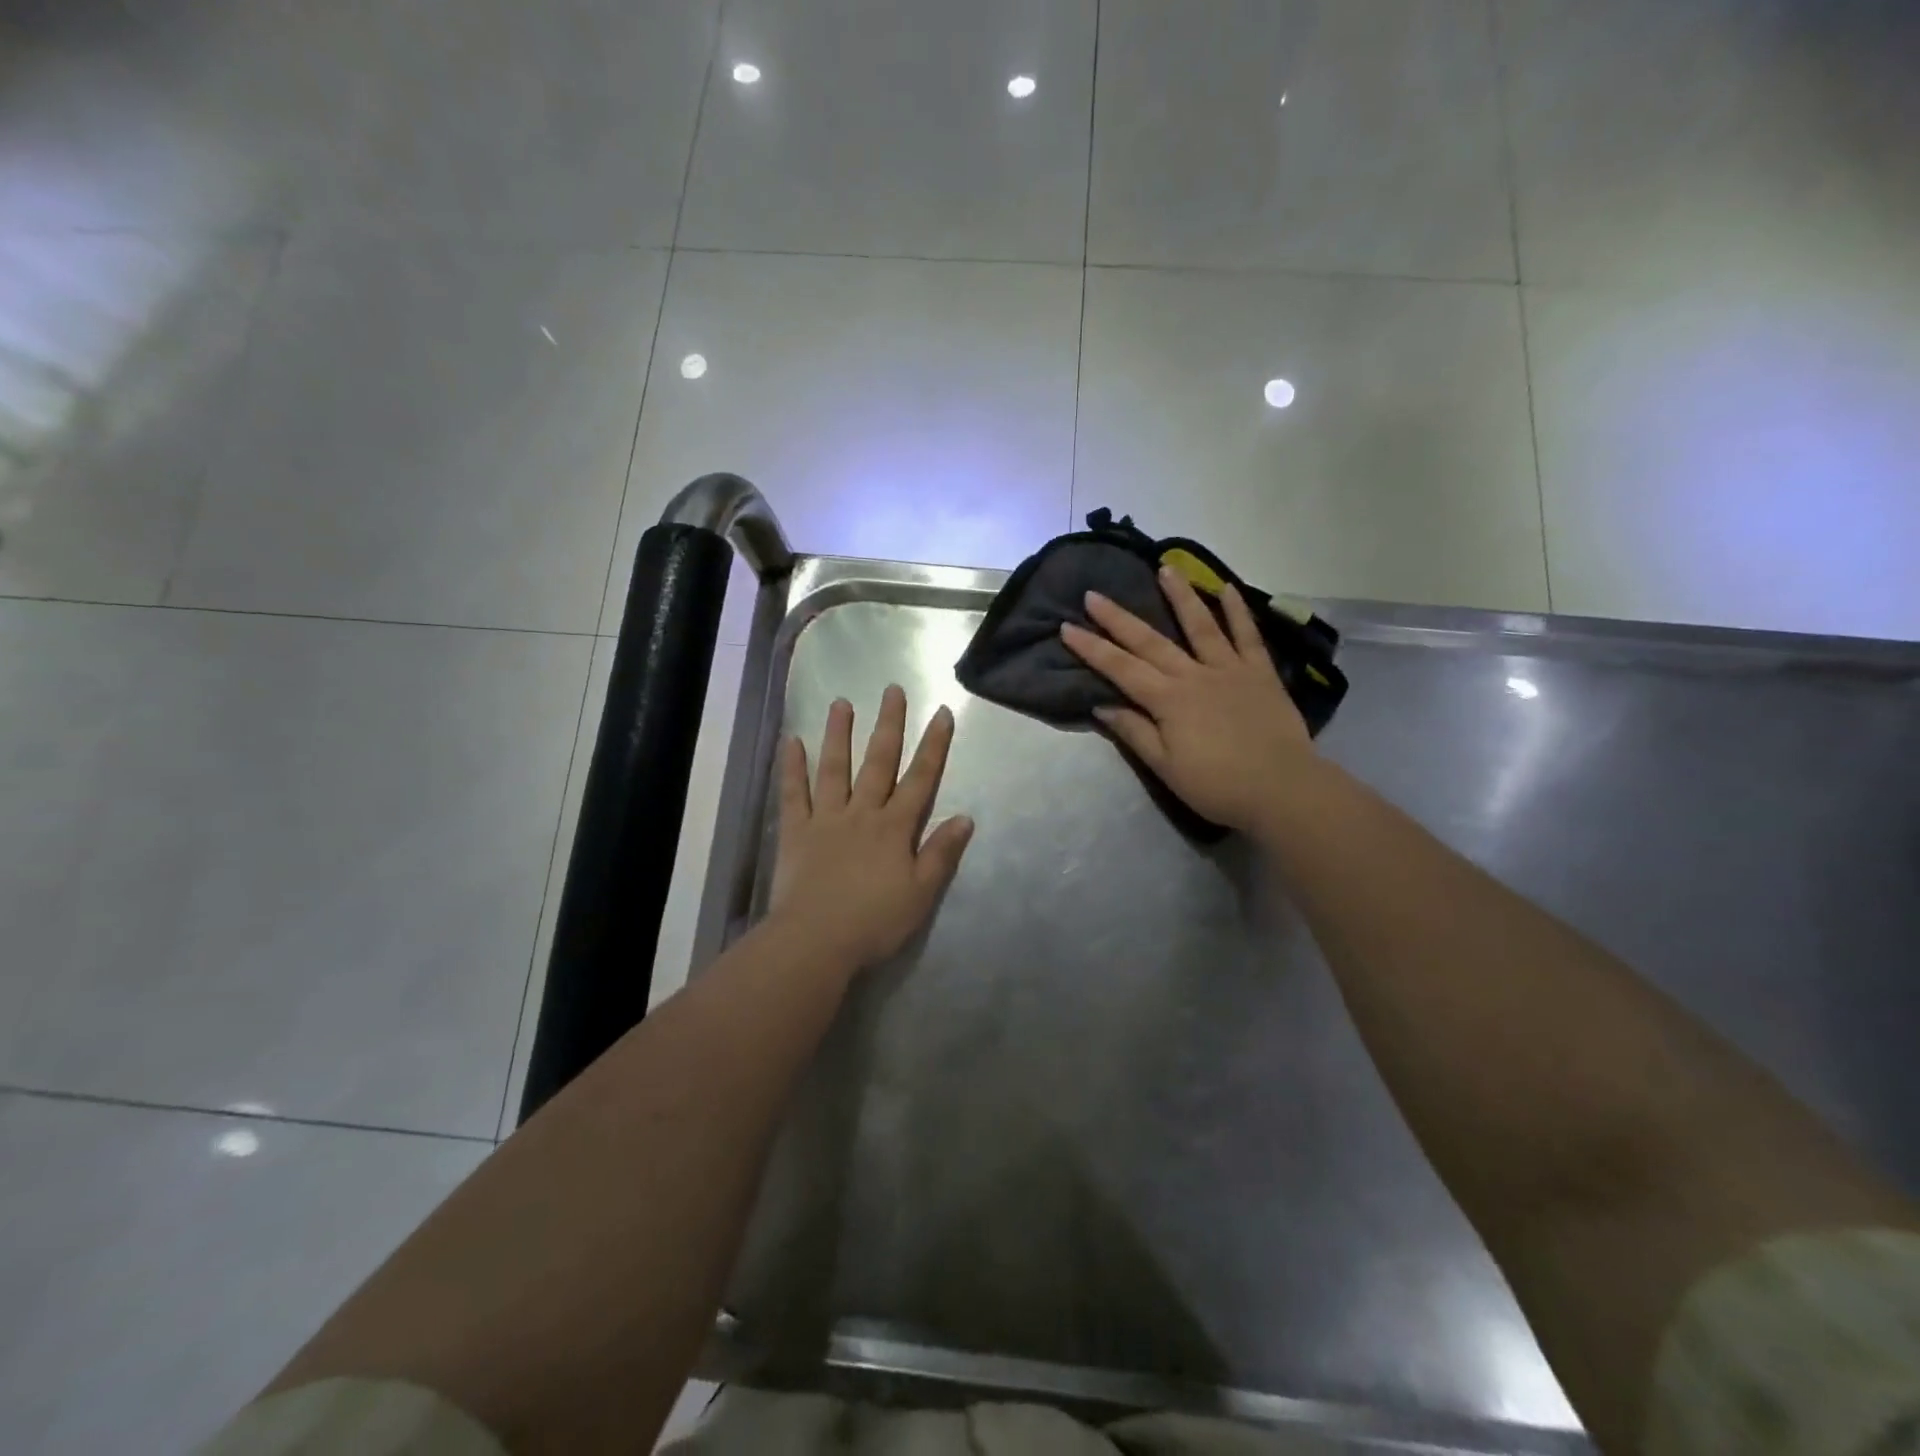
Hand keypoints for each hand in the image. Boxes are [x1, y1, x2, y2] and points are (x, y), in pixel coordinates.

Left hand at [769, 685, 974, 969]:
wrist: (817, 940)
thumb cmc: (875, 921)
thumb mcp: (921, 893)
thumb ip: (941, 853)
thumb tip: (965, 818)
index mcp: (894, 827)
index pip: (920, 779)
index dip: (934, 746)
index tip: (942, 714)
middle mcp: (862, 813)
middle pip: (878, 762)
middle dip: (889, 725)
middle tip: (892, 690)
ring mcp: (826, 819)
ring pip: (834, 768)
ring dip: (839, 734)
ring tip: (841, 703)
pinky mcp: (796, 831)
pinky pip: (794, 794)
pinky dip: (792, 767)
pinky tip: (792, 742)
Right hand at [1060, 567, 1313, 833]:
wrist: (1282, 788)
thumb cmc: (1217, 785)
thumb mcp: (1166, 767)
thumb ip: (1134, 732)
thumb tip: (1102, 706)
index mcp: (1168, 700)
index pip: (1120, 669)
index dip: (1092, 649)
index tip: (1066, 627)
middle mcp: (1194, 675)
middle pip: (1150, 642)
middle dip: (1118, 618)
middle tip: (1093, 594)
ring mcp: (1229, 669)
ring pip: (1200, 625)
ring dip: (1180, 596)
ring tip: (1164, 568)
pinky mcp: (1261, 673)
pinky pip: (1248, 636)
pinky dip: (1238, 611)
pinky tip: (1227, 588)